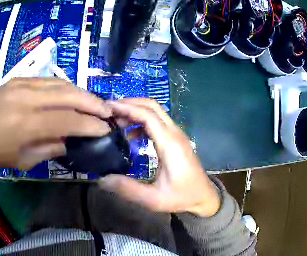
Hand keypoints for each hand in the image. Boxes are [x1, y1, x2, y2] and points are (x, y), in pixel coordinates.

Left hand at [0, 78, 111, 169]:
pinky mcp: (19, 78)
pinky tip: (72, 95)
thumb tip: (71, 142)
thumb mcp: (24, 160)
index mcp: (26, 124)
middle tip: (107, 111)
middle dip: (92, 102)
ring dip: (81, 92)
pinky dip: (64, 87)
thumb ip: (50, 148)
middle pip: (68, 94)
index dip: (89, 124)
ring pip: (60, 83)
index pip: (67, 120)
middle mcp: (26, 98)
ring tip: (93, 102)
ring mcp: (22, 84)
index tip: (105, 129)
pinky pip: (48, 80)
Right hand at [99, 99, 220, 216]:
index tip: (107, 107)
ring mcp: (177, 135)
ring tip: (115, 120)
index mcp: (170, 144)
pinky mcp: (176, 139)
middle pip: (152, 106)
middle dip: (130, 104)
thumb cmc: (182, 197)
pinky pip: (158, 122)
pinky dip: (141, 121)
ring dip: (135, 111)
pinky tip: (130, 134)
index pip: (148, 115)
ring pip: (155, 112)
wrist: (204, 197)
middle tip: (108, 110)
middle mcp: (175, 134)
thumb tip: (102, 179)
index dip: (127, 108)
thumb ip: (128, 189)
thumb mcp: (154, 199)